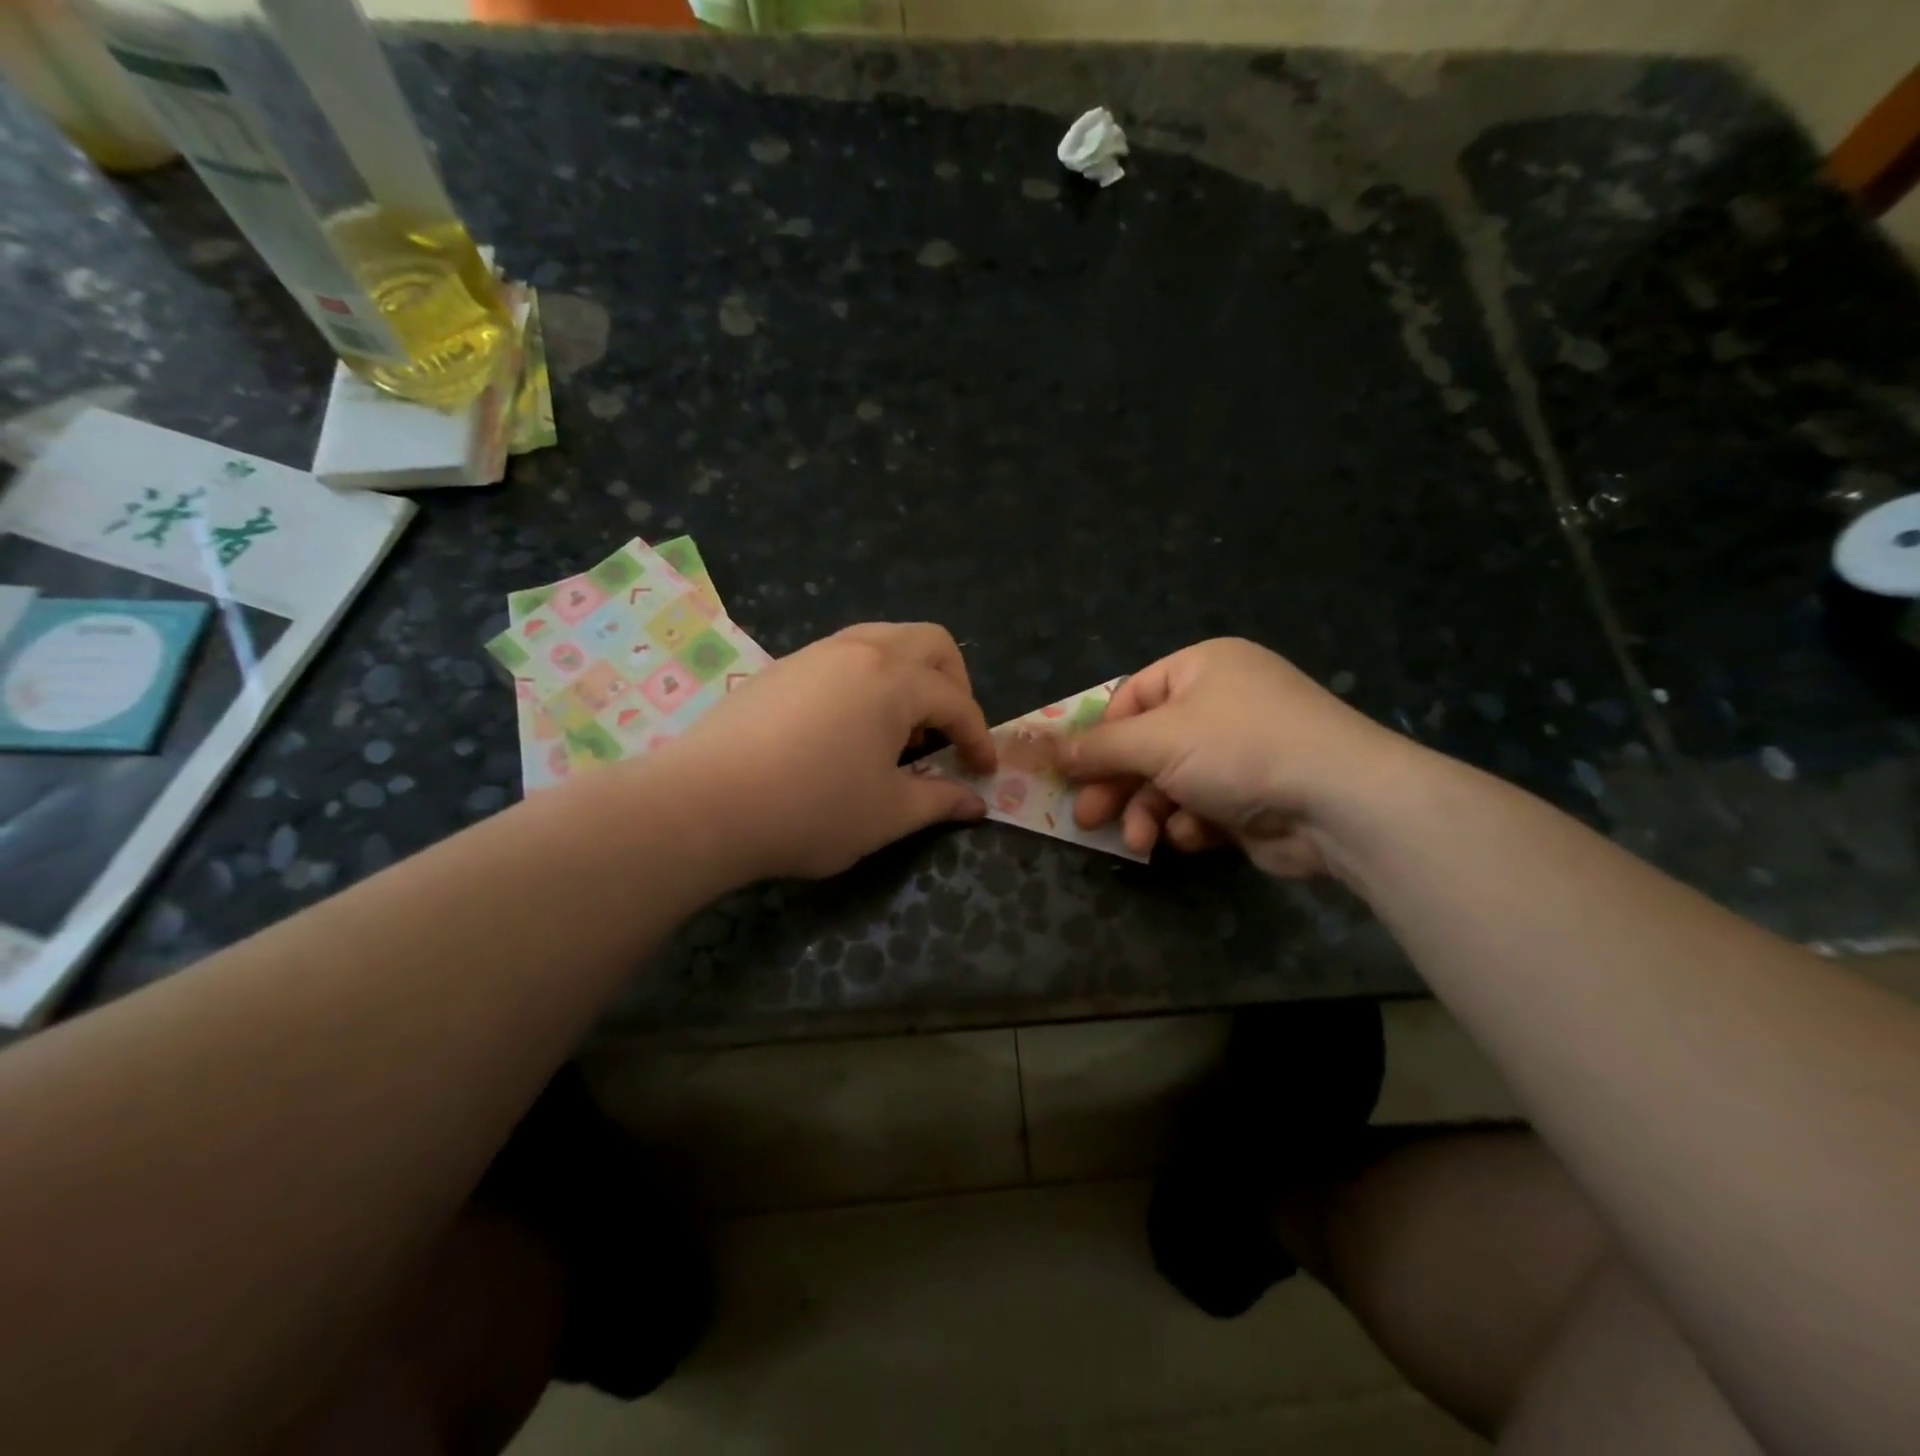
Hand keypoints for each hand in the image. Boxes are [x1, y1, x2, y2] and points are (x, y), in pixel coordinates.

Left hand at [659, 623, 996, 881]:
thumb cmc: (811, 809)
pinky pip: (844, 656)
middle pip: (929, 643)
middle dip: (954, 683)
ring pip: (883, 640)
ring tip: (901, 731)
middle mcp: (859, 650)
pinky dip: (869, 680)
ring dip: (909, 677)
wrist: (703, 804)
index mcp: (894, 679)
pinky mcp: (781, 669)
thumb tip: (975, 803)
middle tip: (950, 731)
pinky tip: (851, 728)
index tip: (984, 771)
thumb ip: (939, 801)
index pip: (956, 701)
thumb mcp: (887, 814)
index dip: (978, 737)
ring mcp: (815, 654)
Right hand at [1059, 639, 1415, 878]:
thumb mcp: (1156, 740)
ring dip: (1149, 812)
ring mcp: (1242, 751)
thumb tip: (1045, 749)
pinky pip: (1203, 806)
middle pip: (1148, 745)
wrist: (1340, 803)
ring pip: (1171, 782)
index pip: (1131, 697)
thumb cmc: (1239, 749)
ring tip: (1139, 842)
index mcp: (1203, 668)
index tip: (1071, 772)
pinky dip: (1192, 824)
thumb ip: (1098, 747)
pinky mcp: (1255, 796)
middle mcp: (1223, 703)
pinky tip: (1196, 837)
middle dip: (1117, 785)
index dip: (1099, 736)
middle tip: (1088, 819)